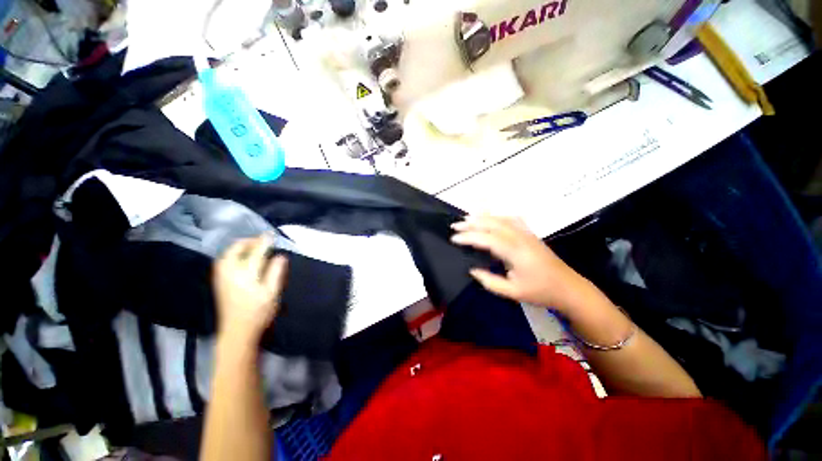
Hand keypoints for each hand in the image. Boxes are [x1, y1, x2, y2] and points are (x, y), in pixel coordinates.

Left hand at [212, 234, 288, 343]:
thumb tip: (281, 256)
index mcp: (245, 274)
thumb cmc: (258, 312)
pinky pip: (223, 261)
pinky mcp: (218, 282)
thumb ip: (276, 272)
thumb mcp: (272, 293)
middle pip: (236, 249)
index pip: (256, 251)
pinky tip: (241, 259)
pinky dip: (233, 255)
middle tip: (262, 242)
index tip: (271, 234)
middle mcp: (229, 272)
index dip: (265, 241)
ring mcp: (221, 277)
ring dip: (240, 247)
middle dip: (249, 242)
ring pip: (227, 254)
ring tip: (253, 248)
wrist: (237, 332)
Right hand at [450, 215, 586, 311]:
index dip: (468, 237)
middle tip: (455, 226)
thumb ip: (489, 281)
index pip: (487, 239)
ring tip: (467, 218)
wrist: (569, 288)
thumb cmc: (541, 292)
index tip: (454, 238)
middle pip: (492, 223)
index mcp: (516, 252)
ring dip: (482, 217)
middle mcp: (520, 237)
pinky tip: (491, 217)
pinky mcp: (530, 233)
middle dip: (471, 223)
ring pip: (501, 218)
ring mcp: (527, 233)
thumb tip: (472, 270)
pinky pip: (511, 219)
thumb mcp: (513, 292)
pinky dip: (497, 216)